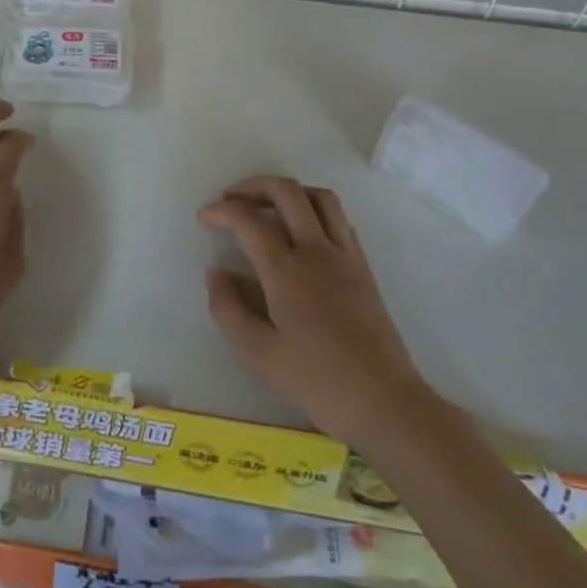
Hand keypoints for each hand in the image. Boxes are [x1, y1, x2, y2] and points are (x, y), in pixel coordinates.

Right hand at [200, 176, 425, 447]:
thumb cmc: (315, 380)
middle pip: (286, 192)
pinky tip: (303, 230)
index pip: (249, 220)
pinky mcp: (363, 266)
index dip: (221, 210)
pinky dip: (314, 209)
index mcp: (286, 270)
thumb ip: (228, 308)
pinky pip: (339, 218)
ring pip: (318, 197)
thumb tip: (216, 272)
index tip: (204, 217)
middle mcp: (316, 250)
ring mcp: (345, 255)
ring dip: (288, 191)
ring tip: (267, 205)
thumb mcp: (258, 353)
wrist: (382, 401)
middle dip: (253, 186)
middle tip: (231, 198)